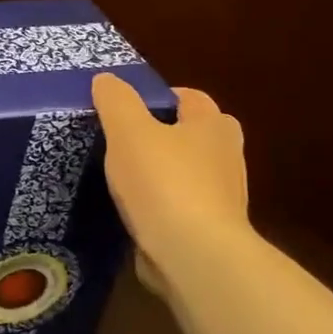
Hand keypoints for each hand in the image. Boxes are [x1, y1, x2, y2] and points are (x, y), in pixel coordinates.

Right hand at [90, 74, 248, 292]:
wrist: (193, 254)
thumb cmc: (163, 182)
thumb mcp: (128, 132)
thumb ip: (116, 101)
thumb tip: (106, 79)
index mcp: (211, 126)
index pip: (191, 98)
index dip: (161, 96)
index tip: (128, 106)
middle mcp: (226, 157)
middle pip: (197, 134)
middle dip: (169, 133)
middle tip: (129, 139)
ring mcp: (223, 197)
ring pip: (191, 172)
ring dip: (165, 171)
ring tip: (125, 176)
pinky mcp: (210, 230)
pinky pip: (183, 206)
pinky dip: (163, 204)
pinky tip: (135, 211)